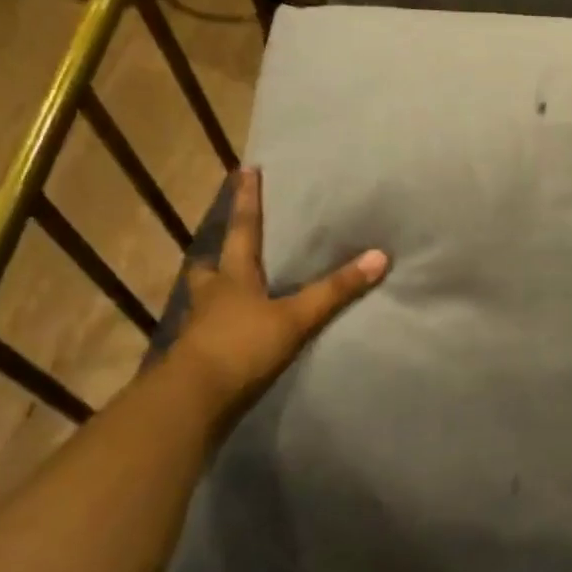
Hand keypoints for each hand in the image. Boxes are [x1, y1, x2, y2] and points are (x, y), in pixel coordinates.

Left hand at [171, 168, 388, 414]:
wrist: (192, 401)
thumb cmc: (241, 347)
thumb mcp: (295, 318)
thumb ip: (335, 291)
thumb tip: (379, 256)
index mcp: (233, 277)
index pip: (243, 229)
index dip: (247, 200)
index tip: (245, 170)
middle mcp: (211, 296)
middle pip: (210, 267)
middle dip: (219, 255)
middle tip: (229, 249)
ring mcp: (200, 327)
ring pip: (205, 300)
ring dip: (217, 292)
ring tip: (235, 293)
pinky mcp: (198, 357)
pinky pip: (209, 332)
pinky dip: (221, 328)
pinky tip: (235, 334)